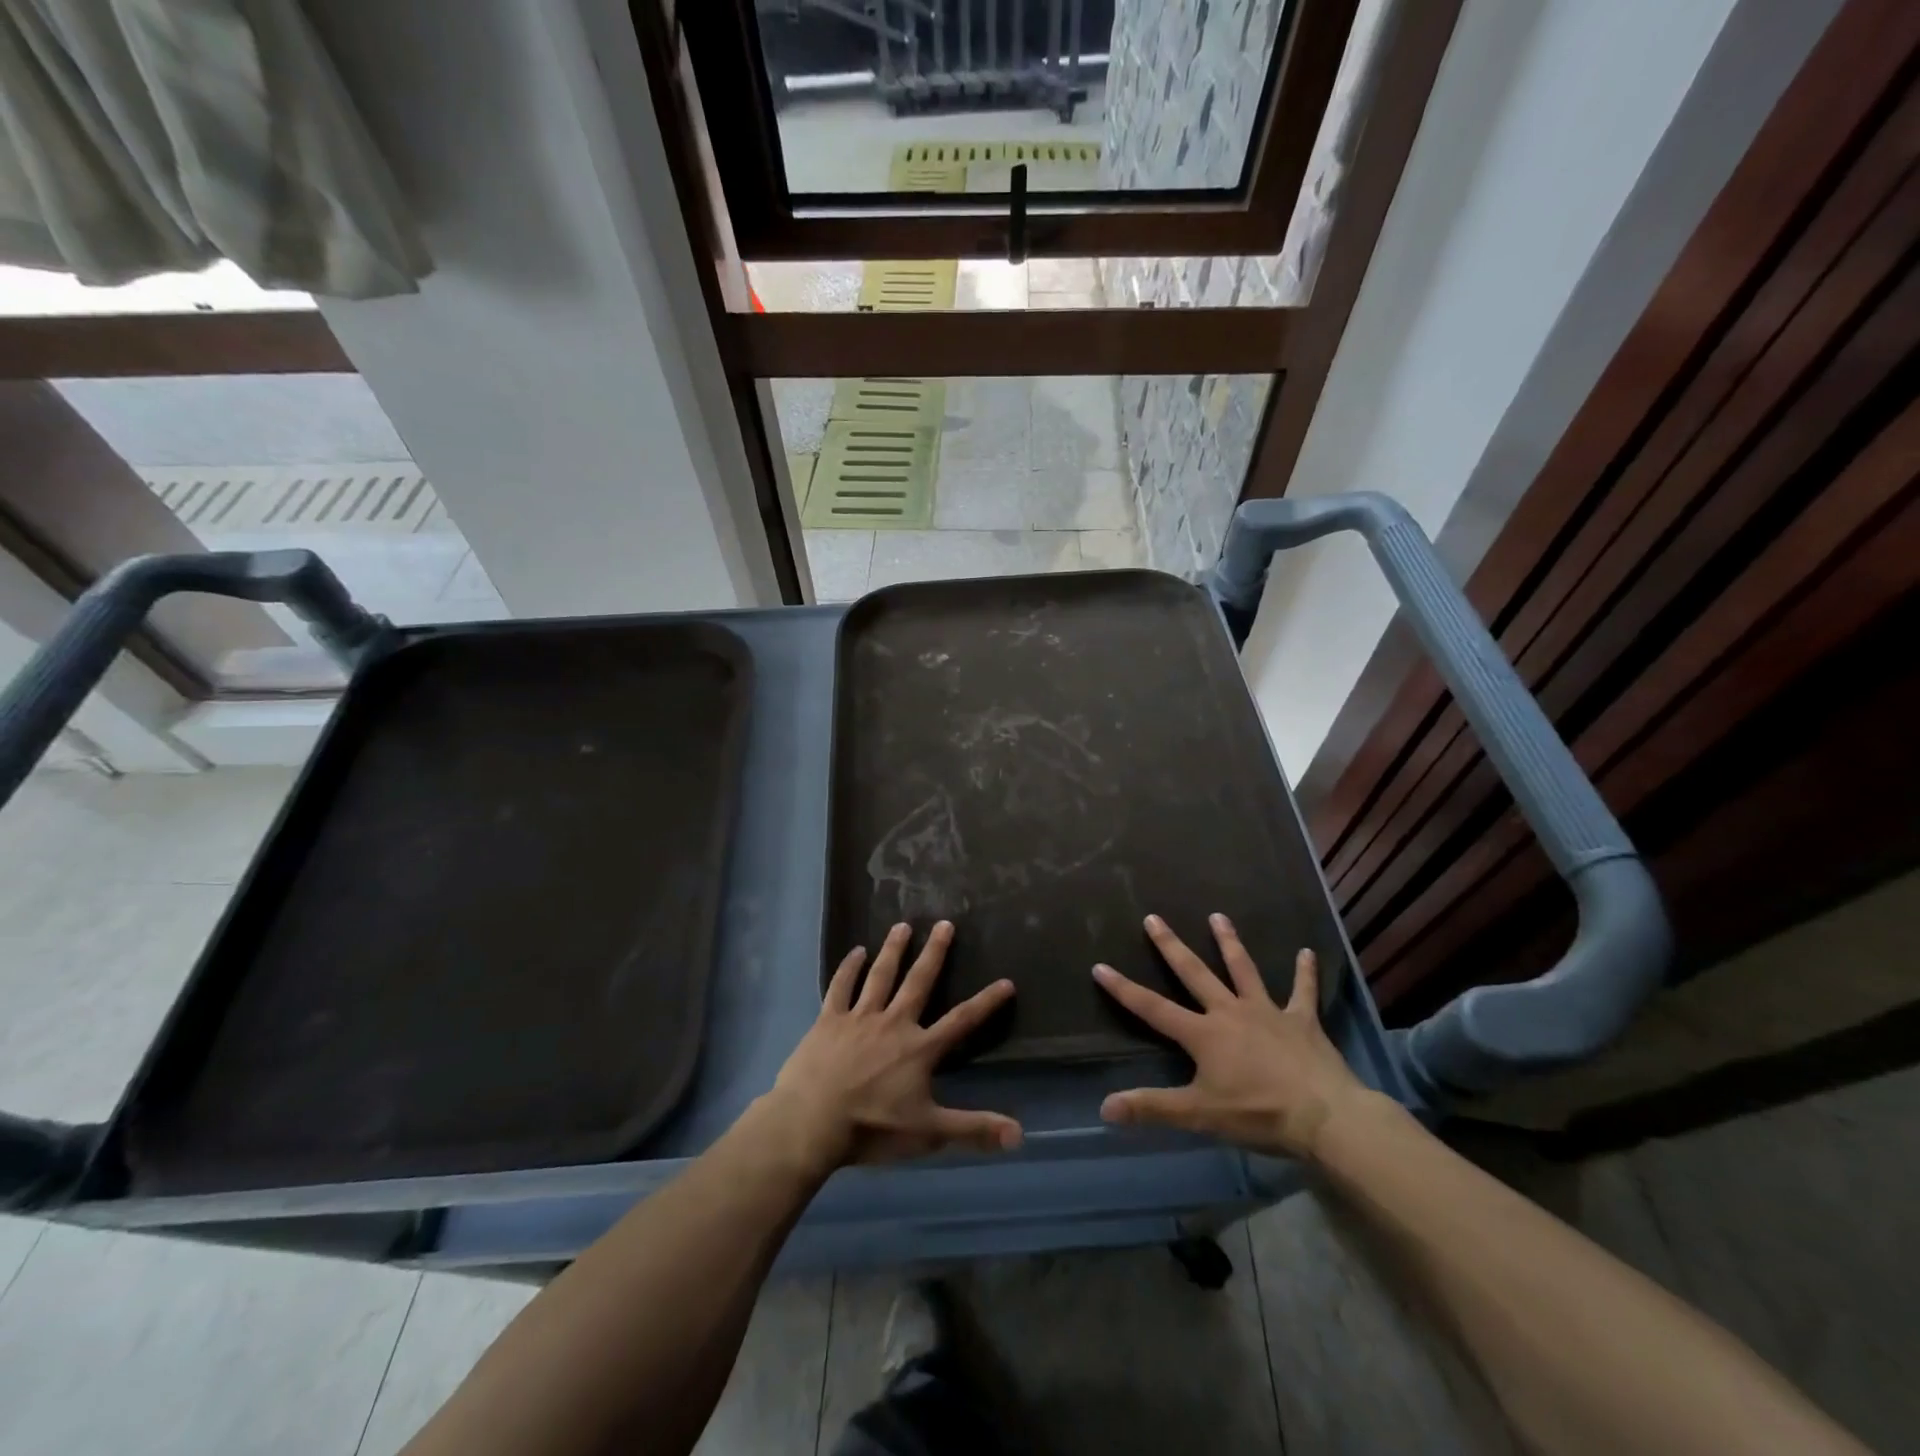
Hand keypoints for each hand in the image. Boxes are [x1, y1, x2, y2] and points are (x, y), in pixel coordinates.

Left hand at [769, 920, 1021, 1169]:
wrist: (811, 1122)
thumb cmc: (872, 1128)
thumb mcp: (928, 1133)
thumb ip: (973, 1129)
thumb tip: (1020, 1135)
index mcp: (919, 1048)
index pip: (961, 1021)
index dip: (986, 1002)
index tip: (1006, 981)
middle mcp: (893, 1023)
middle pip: (918, 981)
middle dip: (934, 952)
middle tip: (944, 923)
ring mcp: (859, 1018)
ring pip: (881, 975)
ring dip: (893, 949)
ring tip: (902, 925)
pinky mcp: (829, 1020)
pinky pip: (841, 987)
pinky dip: (849, 968)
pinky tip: (856, 951)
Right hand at [1092, 913, 1374, 1160]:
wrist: (1325, 1117)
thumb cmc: (1258, 1114)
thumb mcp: (1199, 1114)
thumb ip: (1152, 1108)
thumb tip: (1104, 1107)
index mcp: (1203, 1034)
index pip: (1153, 1008)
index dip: (1124, 989)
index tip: (1100, 966)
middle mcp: (1230, 1012)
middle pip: (1195, 973)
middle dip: (1171, 946)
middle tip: (1153, 918)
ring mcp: (1267, 1012)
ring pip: (1243, 970)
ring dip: (1230, 943)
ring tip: (1218, 916)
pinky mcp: (1302, 1021)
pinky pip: (1303, 992)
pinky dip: (1305, 973)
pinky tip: (1307, 952)